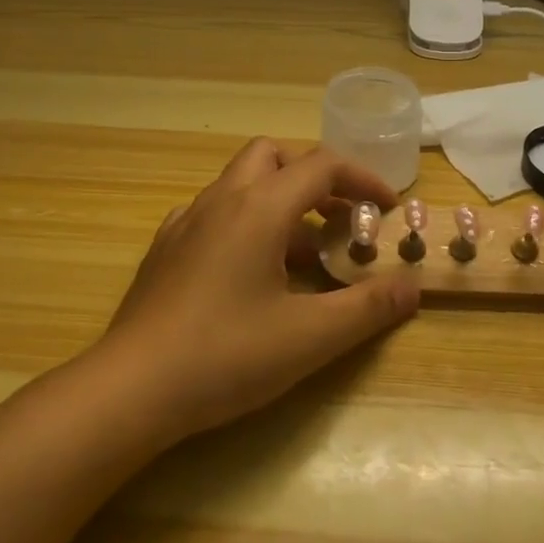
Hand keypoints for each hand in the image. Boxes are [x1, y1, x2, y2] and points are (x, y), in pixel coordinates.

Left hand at [94, 139, 419, 442]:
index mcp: (259, 208)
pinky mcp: (165, 247)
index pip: (321, 165)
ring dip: (279, 200)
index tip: (387, 208)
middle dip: (313, 175)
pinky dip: (244, 220)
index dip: (362, 178)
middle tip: (339, 215)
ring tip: (304, 252)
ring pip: (241, 182)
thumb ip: (366, 308)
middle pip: (273, 155)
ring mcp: (187, 221)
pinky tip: (249, 268)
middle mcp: (221, 200)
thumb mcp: (309, 337)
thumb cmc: (226, 355)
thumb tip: (412, 286)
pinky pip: (214, 211)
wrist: (131, 387)